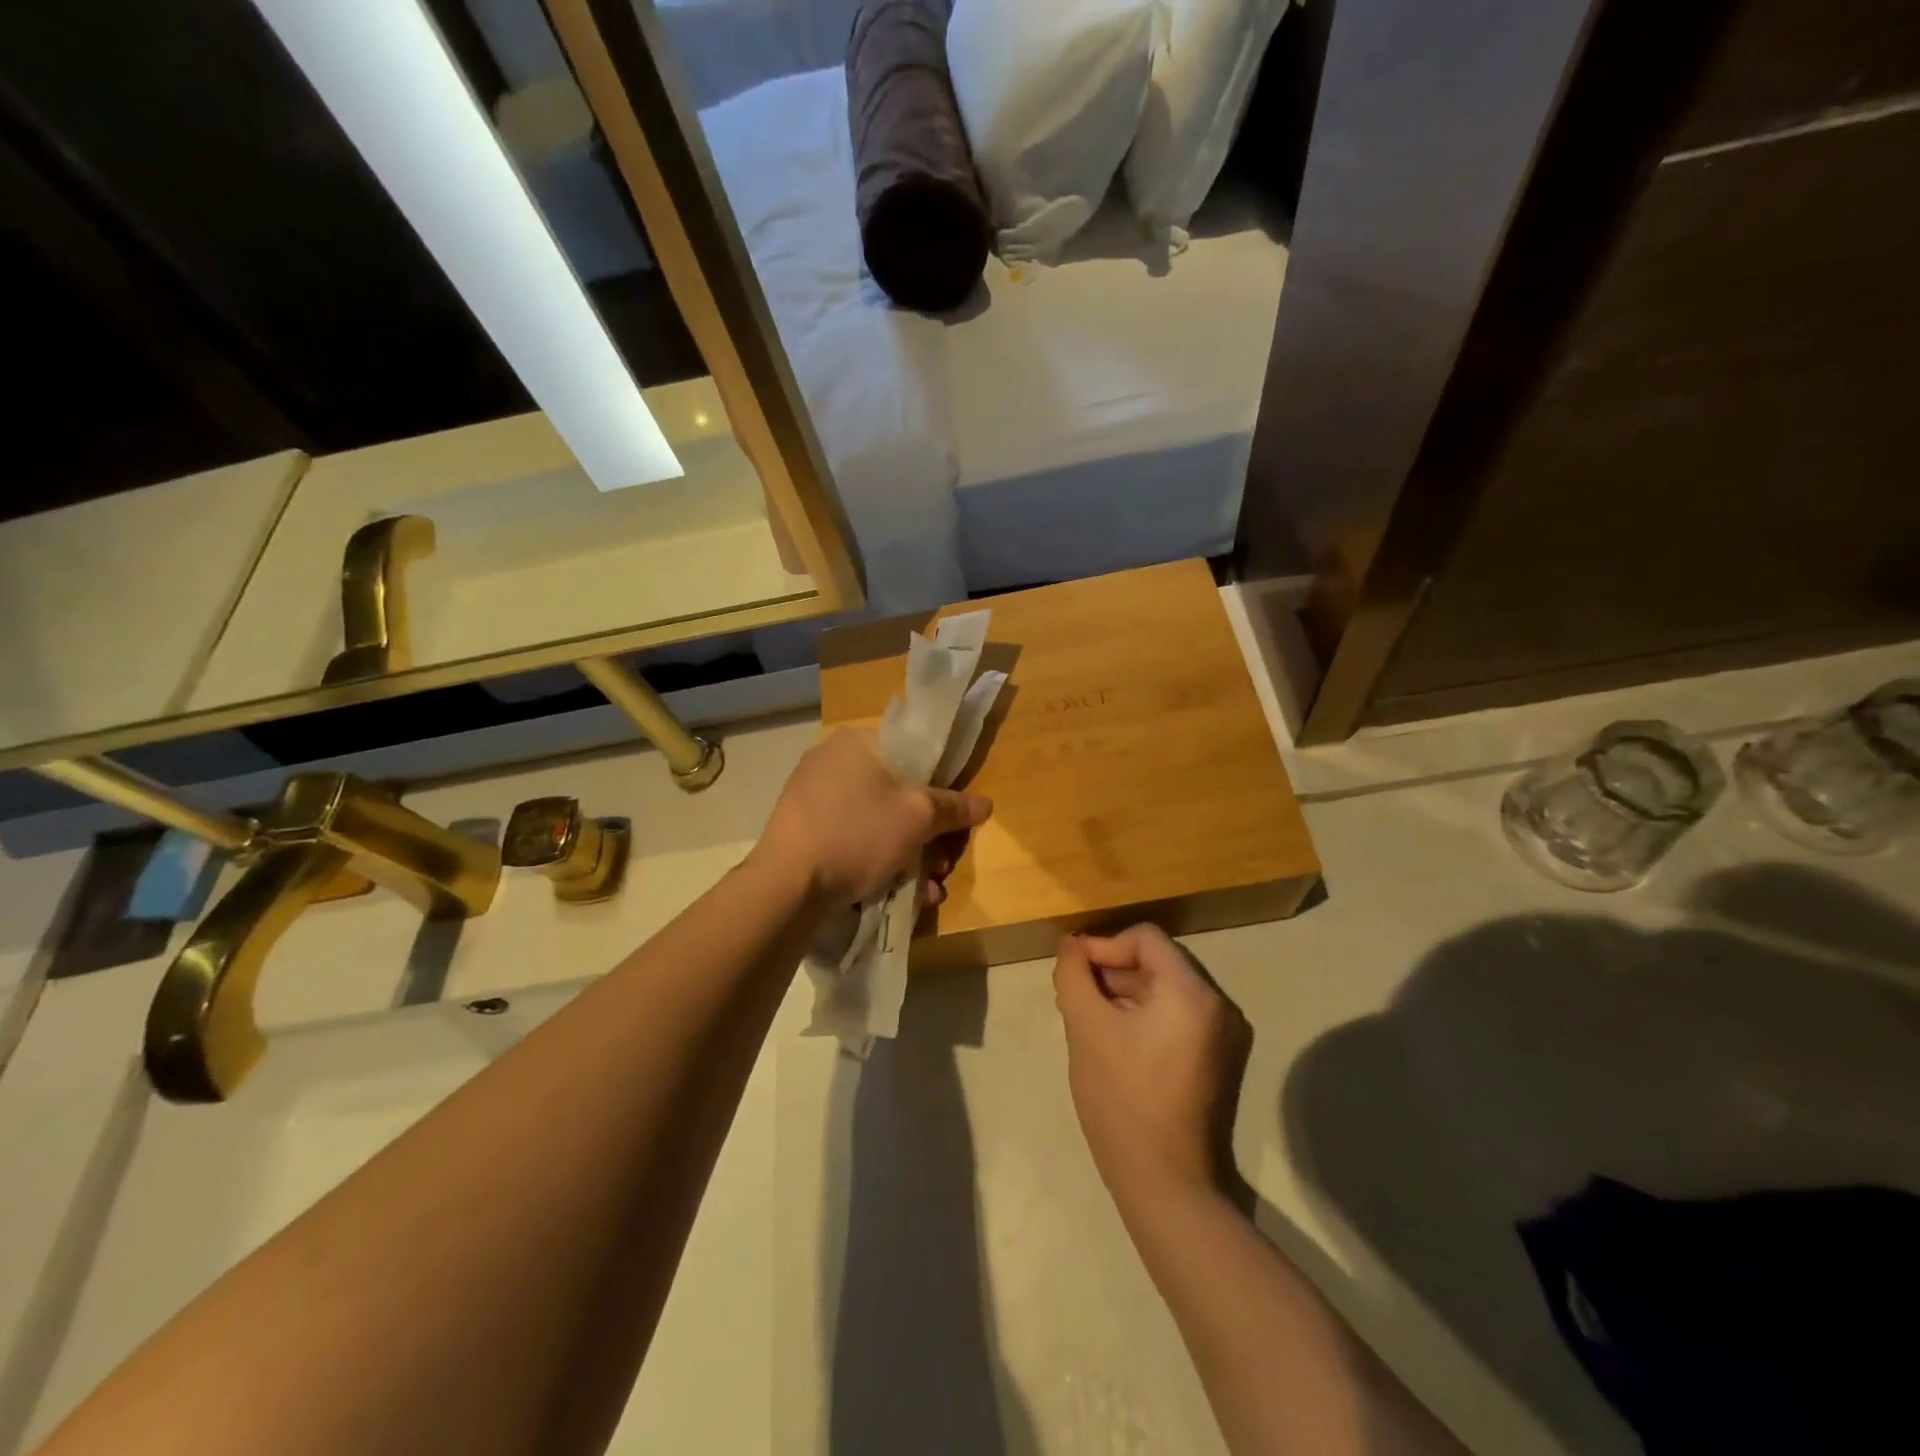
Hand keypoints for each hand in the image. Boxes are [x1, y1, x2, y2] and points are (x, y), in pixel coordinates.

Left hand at [757, 728, 991, 904]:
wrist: (787, 886)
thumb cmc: (857, 833)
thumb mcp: (918, 817)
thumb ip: (954, 807)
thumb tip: (985, 803)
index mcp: (856, 742)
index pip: (911, 751)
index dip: (941, 782)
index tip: (953, 814)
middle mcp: (831, 762)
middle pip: (896, 792)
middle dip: (927, 832)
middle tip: (942, 862)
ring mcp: (812, 798)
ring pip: (876, 821)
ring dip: (909, 854)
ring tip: (928, 888)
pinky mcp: (803, 832)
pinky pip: (852, 839)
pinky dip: (877, 861)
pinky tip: (898, 894)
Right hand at [1054, 925, 1246, 1206]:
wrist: (1167, 1185)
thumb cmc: (1122, 1100)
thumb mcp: (1086, 1028)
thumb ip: (1074, 975)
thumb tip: (1072, 946)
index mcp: (1192, 993)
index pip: (1145, 938)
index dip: (1104, 945)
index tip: (1072, 970)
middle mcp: (1219, 1005)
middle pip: (1158, 961)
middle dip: (1112, 970)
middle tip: (1075, 993)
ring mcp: (1224, 1035)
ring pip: (1166, 989)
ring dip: (1126, 992)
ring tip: (1088, 1015)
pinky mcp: (1219, 1059)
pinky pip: (1178, 1016)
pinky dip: (1145, 1014)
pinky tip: (1114, 1037)